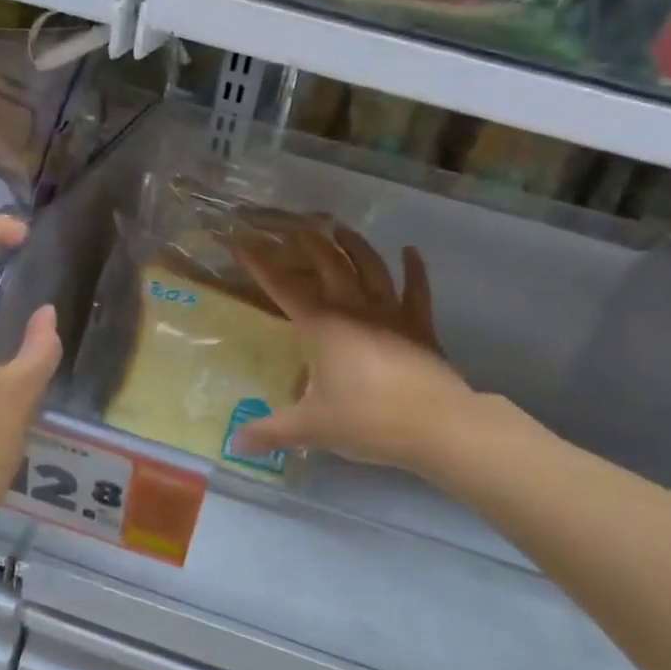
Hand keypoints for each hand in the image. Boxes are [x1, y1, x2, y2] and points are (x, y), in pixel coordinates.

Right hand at [231, 224, 471, 471]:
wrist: (436, 424)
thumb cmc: (367, 420)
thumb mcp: (311, 428)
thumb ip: (270, 432)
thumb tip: (234, 444)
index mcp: (322, 326)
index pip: (283, 286)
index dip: (260, 263)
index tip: (241, 241)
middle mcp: (355, 308)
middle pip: (329, 263)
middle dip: (309, 242)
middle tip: (294, 225)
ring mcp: (391, 313)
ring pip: (370, 266)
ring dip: (353, 244)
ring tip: (340, 228)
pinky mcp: (420, 325)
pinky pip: (416, 289)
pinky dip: (414, 268)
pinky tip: (410, 251)